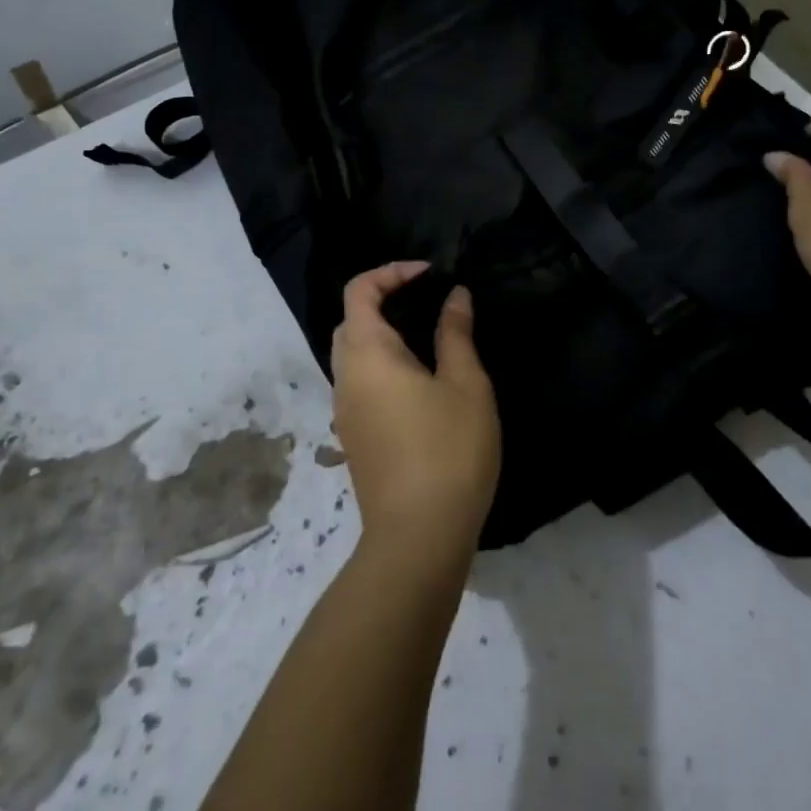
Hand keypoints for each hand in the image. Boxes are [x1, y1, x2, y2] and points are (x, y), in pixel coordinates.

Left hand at [329, 262, 501, 564]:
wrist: (417, 538)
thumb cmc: (448, 450)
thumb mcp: (465, 384)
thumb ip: (455, 334)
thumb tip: (454, 296)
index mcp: (367, 354)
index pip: (359, 292)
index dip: (391, 272)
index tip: (431, 275)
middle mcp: (345, 377)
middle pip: (351, 321)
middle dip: (384, 300)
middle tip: (428, 301)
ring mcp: (345, 411)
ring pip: (353, 354)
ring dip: (382, 333)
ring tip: (428, 336)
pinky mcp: (354, 437)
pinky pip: (360, 382)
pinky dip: (382, 363)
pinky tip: (419, 381)